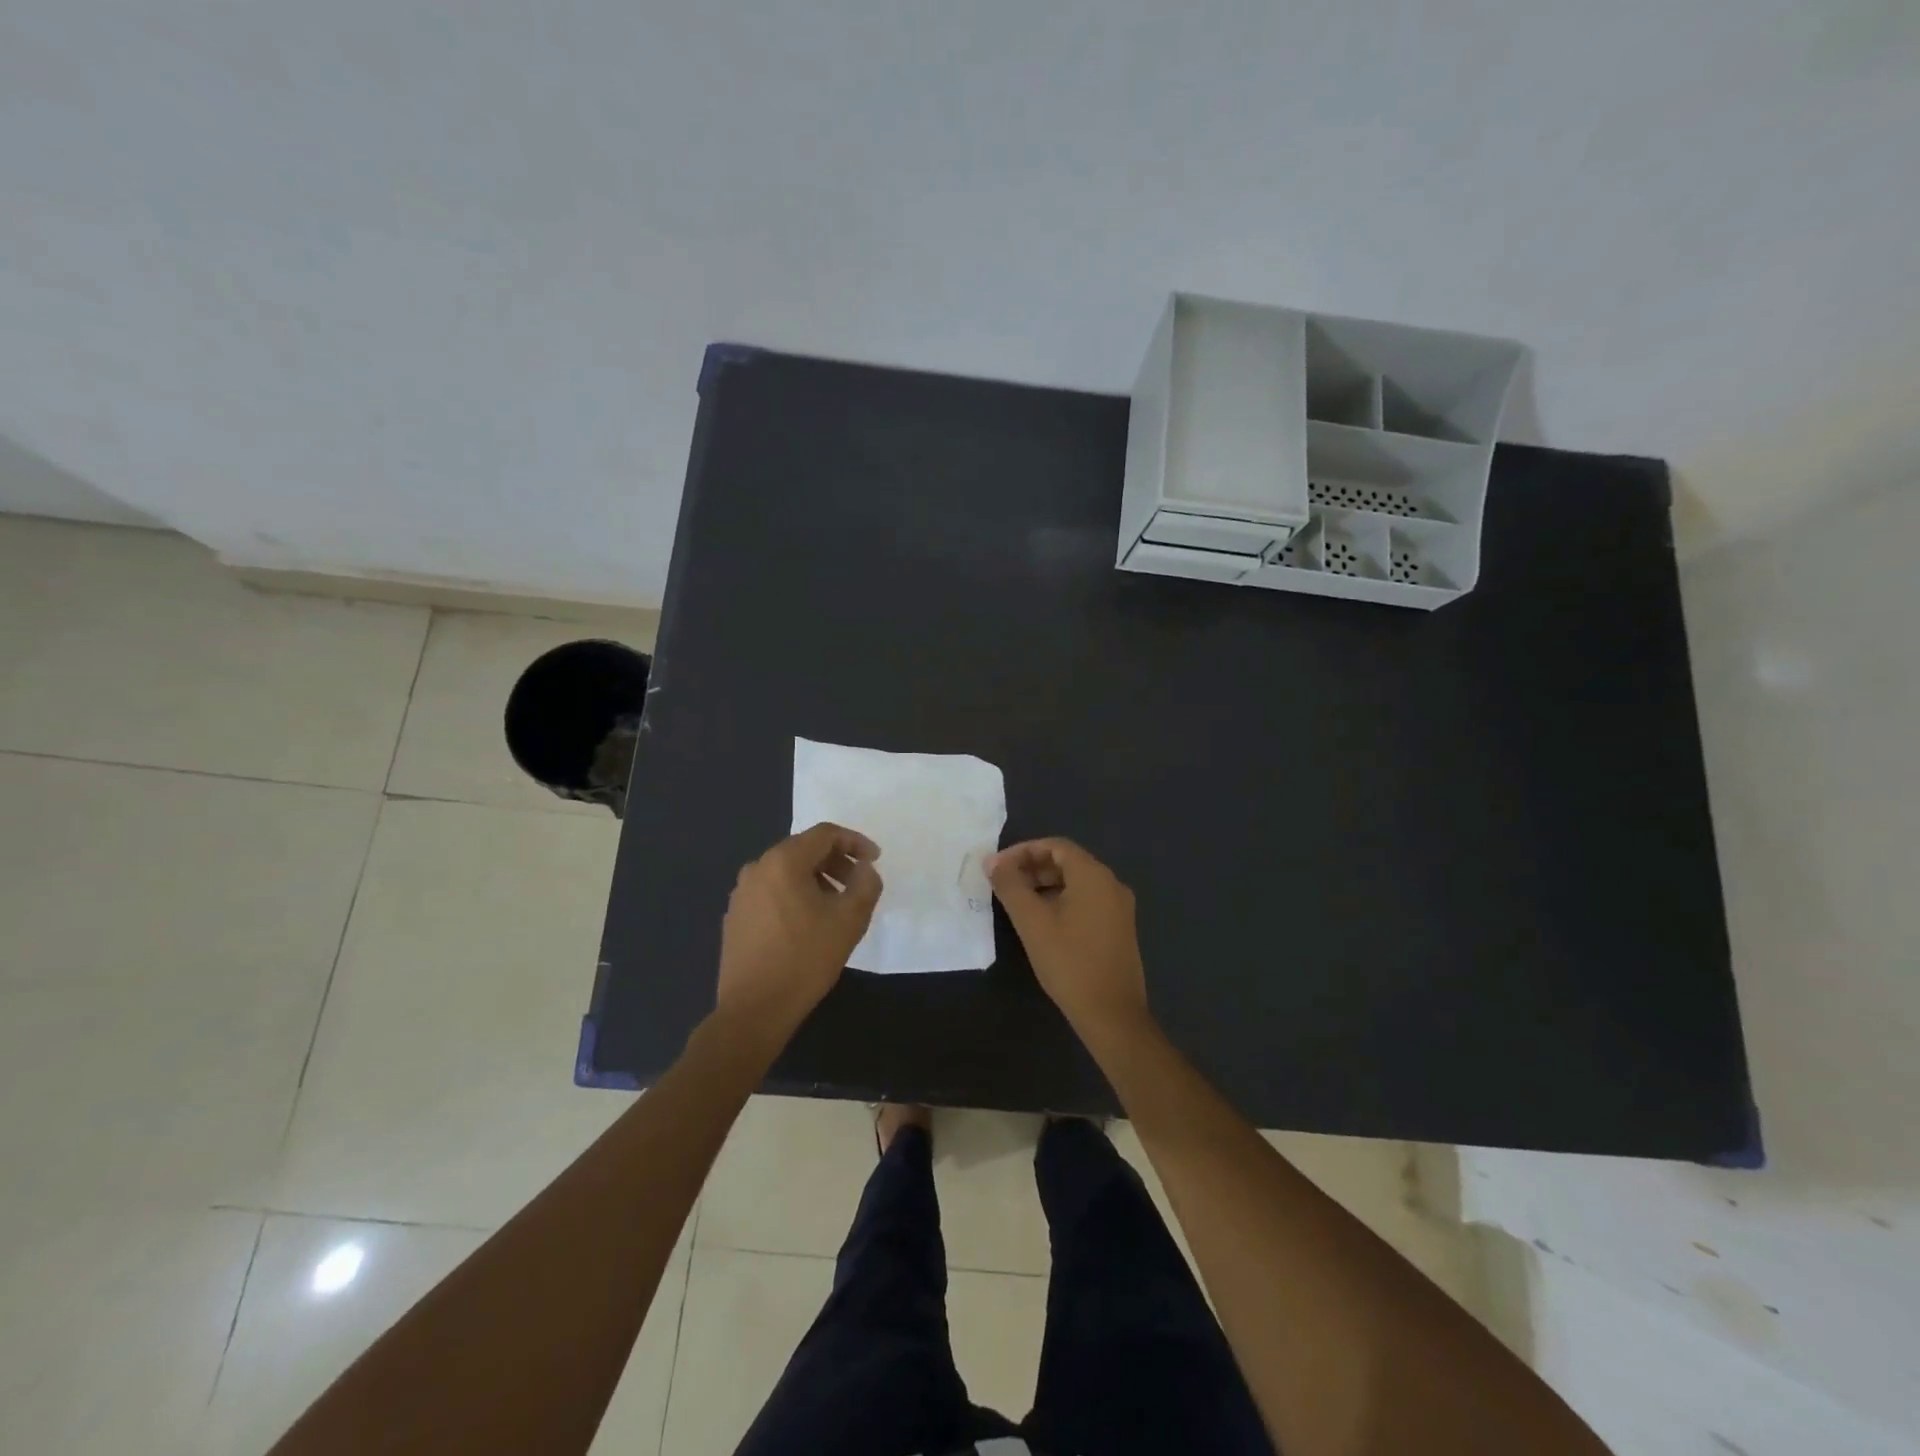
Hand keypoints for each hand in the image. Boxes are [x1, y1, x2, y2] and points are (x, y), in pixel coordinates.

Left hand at [715, 823, 881, 1050]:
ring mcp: (741, 893)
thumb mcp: (850, 920)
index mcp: (783, 861)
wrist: (754, 1010)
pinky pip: (771, 892)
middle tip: (857, 884)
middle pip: (803, 850)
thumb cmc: (805, 959)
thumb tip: (864, 869)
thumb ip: (865, 884)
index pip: (825, 834)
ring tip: (835, 906)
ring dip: (816, 880)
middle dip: (836, 861)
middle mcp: (757, 868)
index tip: (875, 860)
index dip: (855, 841)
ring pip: (786, 872)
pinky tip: (807, 924)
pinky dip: (794, 895)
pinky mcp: (735, 916)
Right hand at [987, 838, 1148, 1039]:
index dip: (1023, 851)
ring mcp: (1119, 908)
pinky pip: (1087, 901)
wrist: (1112, 1014)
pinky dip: (1062, 901)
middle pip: (1068, 862)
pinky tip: (1043, 922)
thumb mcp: (1031, 921)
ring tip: (1018, 903)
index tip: (998, 867)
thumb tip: (992, 860)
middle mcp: (1112, 884)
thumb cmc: (1069, 961)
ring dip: (1046, 885)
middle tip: (1004, 884)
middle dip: (1033, 868)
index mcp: (1094, 875)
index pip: (1055, 846)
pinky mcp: (1120, 929)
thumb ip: (1010, 885)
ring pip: (1077, 883)